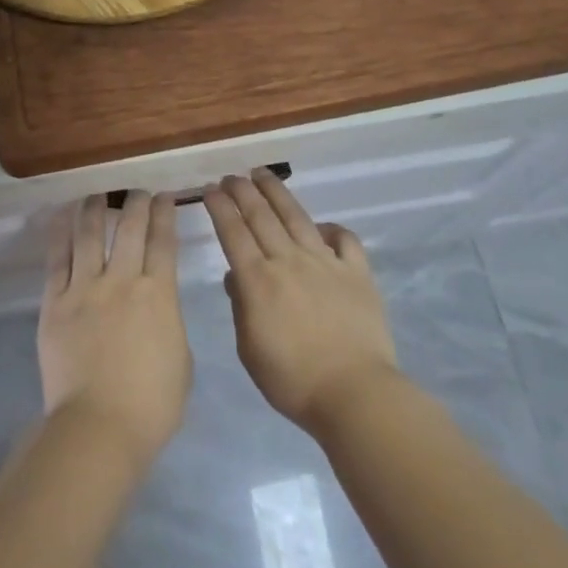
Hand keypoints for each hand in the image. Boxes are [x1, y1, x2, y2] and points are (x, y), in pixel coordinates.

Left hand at [38, 192, 191, 467]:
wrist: (98, 427)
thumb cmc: (151, 404)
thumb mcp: (181, 357)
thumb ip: (169, 320)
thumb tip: (156, 304)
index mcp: (158, 294)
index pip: (163, 241)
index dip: (164, 214)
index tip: (164, 197)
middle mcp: (122, 280)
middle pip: (129, 228)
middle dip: (135, 203)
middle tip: (137, 191)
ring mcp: (85, 289)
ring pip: (89, 234)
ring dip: (96, 208)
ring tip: (98, 194)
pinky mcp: (55, 303)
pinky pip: (57, 259)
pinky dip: (60, 233)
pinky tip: (63, 216)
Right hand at [204, 168, 401, 435]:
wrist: (354, 392)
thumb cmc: (293, 380)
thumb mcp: (250, 350)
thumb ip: (241, 307)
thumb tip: (237, 275)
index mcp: (258, 281)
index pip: (234, 233)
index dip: (220, 208)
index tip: (210, 189)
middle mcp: (289, 261)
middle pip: (261, 216)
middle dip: (243, 191)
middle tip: (231, 176)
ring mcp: (325, 262)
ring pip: (297, 217)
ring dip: (277, 192)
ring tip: (263, 174)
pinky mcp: (356, 271)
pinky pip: (344, 239)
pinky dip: (331, 228)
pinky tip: (321, 226)